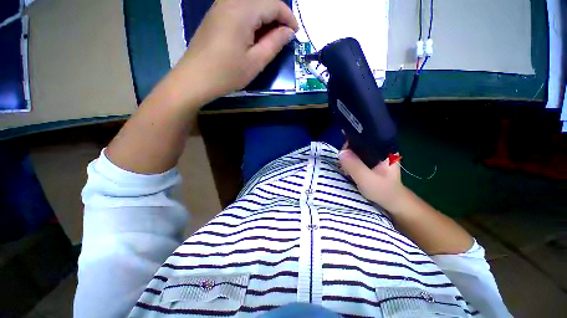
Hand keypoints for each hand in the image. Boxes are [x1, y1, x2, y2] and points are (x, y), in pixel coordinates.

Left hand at [174, 0, 297, 103]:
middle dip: (277, 16)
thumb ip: (274, 43)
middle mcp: (231, 1)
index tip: (296, 33)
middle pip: (262, 0)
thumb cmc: (227, 73)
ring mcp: (220, 6)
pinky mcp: (216, 15)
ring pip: (251, 4)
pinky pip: (240, 9)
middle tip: (284, 36)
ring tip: (271, 37)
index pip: (273, 4)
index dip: (288, 17)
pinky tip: (255, 35)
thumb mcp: (255, 62)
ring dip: (265, 18)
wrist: (195, 78)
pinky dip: (253, 19)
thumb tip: (288, 32)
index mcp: (242, 10)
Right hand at [339, 149, 407, 210]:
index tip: (343, 154)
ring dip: (348, 158)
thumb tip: (341, 152)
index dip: (351, 143)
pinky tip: (348, 168)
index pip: (363, 137)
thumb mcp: (366, 179)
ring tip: (346, 168)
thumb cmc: (383, 190)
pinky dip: (350, 161)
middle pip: (358, 143)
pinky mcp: (370, 161)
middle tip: (344, 164)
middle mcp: (380, 148)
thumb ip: (354, 166)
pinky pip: (356, 156)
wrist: (391, 201)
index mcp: (384, 148)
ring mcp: (375, 154)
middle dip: (348, 152)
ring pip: (356, 150)